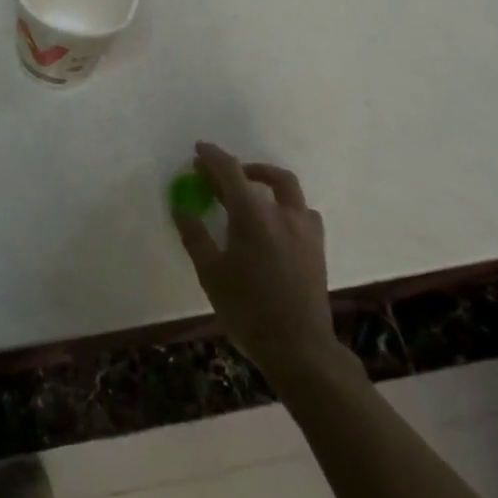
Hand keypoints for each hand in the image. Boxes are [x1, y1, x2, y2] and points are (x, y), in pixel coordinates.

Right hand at [173, 142, 346, 387]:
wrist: (299, 347)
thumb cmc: (247, 309)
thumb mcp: (210, 272)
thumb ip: (195, 235)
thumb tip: (181, 207)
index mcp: (253, 215)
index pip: (230, 172)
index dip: (213, 157)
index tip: (199, 149)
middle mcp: (282, 213)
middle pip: (263, 176)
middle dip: (239, 168)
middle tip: (217, 173)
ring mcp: (305, 229)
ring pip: (288, 190)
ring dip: (266, 182)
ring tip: (248, 192)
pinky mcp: (317, 247)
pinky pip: (302, 212)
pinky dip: (285, 206)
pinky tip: (274, 222)